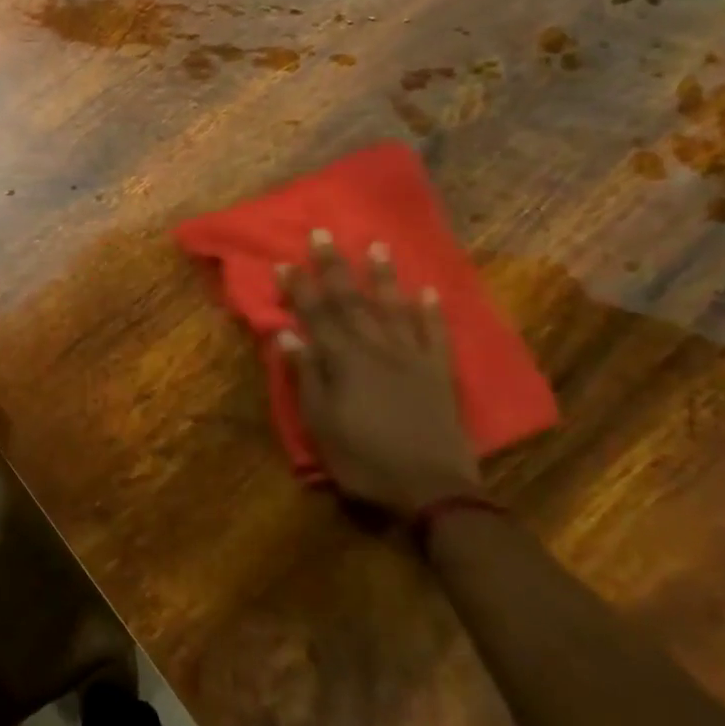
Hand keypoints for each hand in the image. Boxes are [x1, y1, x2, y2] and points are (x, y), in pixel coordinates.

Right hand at [279, 230, 479, 516]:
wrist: (432, 491)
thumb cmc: (365, 459)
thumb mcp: (322, 424)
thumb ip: (307, 375)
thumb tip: (287, 333)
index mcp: (344, 360)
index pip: (316, 315)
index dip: (299, 288)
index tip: (284, 261)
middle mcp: (376, 348)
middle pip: (351, 301)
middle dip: (334, 267)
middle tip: (324, 234)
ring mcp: (412, 357)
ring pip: (394, 308)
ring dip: (384, 276)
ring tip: (378, 246)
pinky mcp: (440, 373)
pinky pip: (436, 335)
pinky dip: (432, 312)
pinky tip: (429, 291)